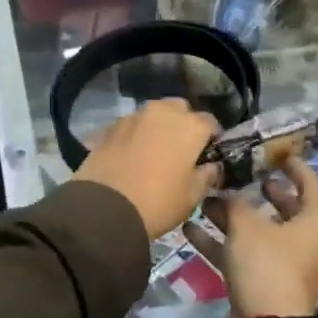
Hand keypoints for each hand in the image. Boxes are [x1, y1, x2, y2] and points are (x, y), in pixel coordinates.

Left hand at [73, 99, 222, 239]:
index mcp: (189, 126)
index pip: (210, 122)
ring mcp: (133, 116)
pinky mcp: (110, 126)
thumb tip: (212, 166)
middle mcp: (162, 112)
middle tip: (180, 150)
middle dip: (183, 124)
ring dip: (157, 127)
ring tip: (154, 151)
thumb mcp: (192, 196)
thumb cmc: (158, 202)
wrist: (105, 207)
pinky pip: (131, 125)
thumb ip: (207, 175)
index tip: (208, 154)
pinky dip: (136, 134)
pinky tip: (132, 154)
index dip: (211, 138)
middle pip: (179, 109)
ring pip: (153, 114)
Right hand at [186, 159, 317, 317]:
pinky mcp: (267, 281)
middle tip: (242, 176)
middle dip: (259, 193)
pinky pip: (245, 254)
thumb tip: (228, 193)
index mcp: (315, 222)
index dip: (295, 168)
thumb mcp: (246, 225)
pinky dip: (222, 242)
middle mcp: (306, 241)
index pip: (310, 185)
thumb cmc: (266, 263)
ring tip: (204, 200)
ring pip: (260, 232)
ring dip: (232, 217)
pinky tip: (190, 229)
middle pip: (284, 209)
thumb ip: (235, 203)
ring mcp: (287, 263)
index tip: (279, 154)